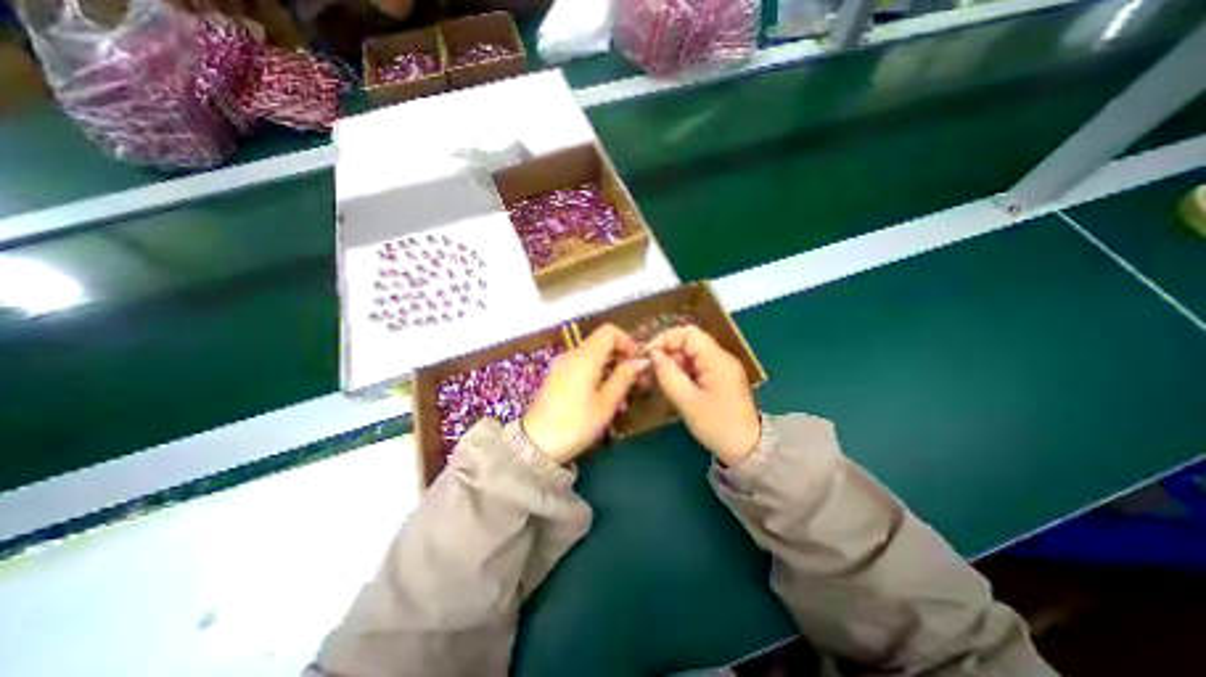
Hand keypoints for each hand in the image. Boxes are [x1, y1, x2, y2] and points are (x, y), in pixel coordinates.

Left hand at [521, 322, 651, 463]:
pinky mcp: (558, 376)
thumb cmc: (575, 424)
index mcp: (585, 357)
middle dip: (622, 357)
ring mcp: (563, 365)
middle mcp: (572, 355)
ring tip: (623, 392)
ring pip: (594, 355)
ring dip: (612, 367)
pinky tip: (605, 395)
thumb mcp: (606, 403)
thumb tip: (641, 361)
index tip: (637, 363)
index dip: (627, 342)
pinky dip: (598, 373)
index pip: (609, 331)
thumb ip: (624, 377)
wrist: (536, 444)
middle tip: (637, 381)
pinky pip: (583, 365)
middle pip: (602, 342)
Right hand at [647, 325, 754, 463]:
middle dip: (667, 352)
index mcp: (716, 359)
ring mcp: (721, 368)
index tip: (648, 355)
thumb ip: (668, 375)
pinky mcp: (719, 379)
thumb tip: (653, 354)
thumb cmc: (717, 425)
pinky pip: (696, 366)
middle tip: (650, 370)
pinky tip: (672, 385)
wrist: (748, 449)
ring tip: (658, 380)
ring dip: (673, 363)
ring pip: (691, 355)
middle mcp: (720, 358)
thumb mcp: (687, 401)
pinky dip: (681, 372)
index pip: (688, 333)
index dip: (665, 339)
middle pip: (689, 342)